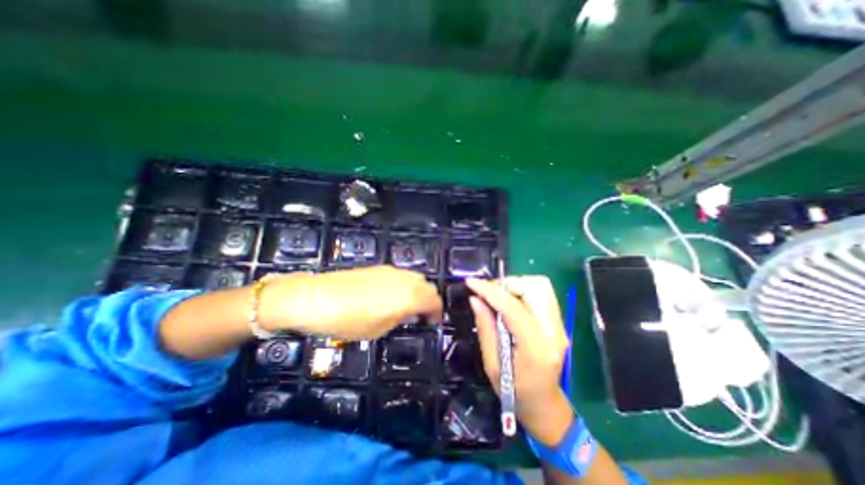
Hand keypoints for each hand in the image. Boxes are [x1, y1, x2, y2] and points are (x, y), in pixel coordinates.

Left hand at [260, 266, 441, 340]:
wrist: (315, 297)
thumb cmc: (347, 321)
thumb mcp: (378, 329)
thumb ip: (400, 319)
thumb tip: (410, 314)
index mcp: (409, 296)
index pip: (434, 301)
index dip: (437, 313)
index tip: (433, 323)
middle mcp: (404, 279)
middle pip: (428, 285)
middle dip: (429, 300)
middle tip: (420, 316)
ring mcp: (391, 270)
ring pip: (415, 278)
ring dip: (417, 291)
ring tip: (406, 306)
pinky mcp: (378, 267)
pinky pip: (401, 275)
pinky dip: (404, 285)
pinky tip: (390, 296)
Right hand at [467, 277, 571, 446]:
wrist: (544, 405)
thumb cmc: (514, 392)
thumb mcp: (492, 365)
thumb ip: (485, 327)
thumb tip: (475, 298)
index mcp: (536, 348)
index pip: (513, 307)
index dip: (490, 291)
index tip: (471, 283)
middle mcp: (554, 332)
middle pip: (535, 287)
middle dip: (506, 284)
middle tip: (487, 293)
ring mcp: (560, 325)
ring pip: (540, 286)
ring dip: (516, 284)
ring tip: (498, 296)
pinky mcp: (559, 321)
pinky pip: (542, 293)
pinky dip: (523, 289)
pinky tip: (510, 301)